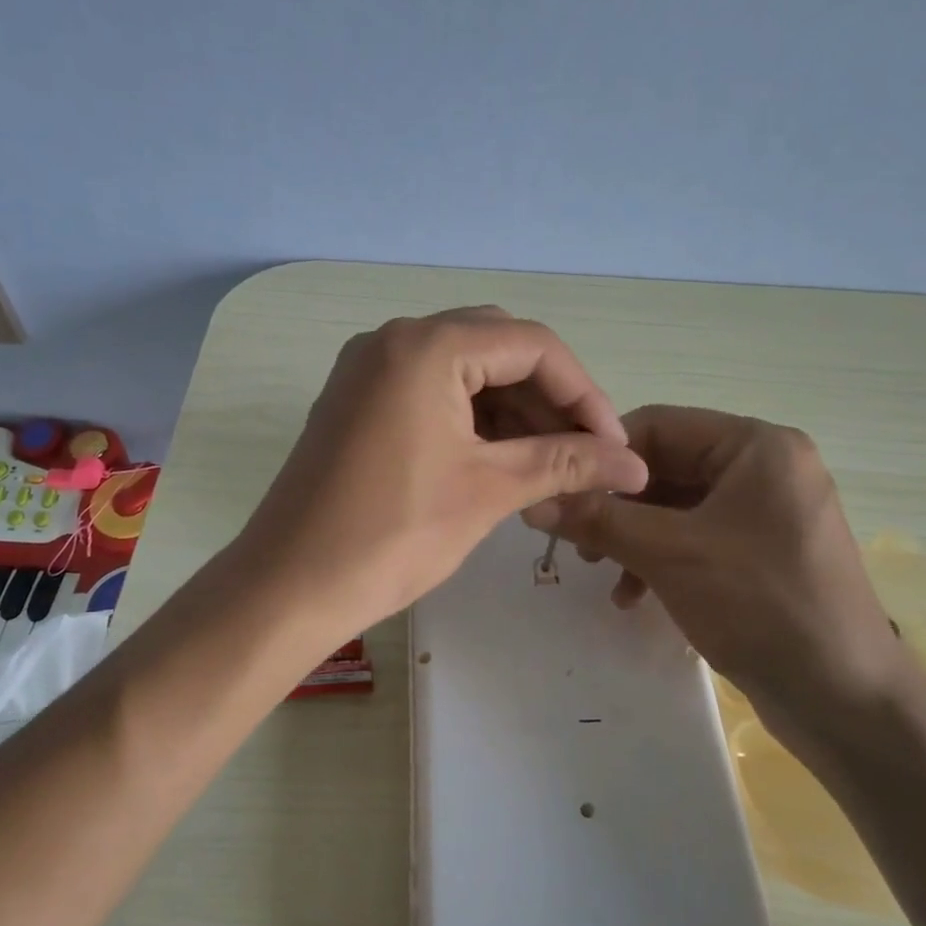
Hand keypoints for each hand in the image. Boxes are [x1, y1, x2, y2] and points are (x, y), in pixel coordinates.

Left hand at [236, 308, 648, 644]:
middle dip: (549, 399)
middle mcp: (394, 339)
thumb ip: (566, 463)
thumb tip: (635, 465)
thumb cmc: (393, 535)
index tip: (613, 447)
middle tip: (584, 454)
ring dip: (512, 411)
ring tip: (549, 466)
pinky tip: (500, 461)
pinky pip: (429, 391)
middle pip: (498, 348)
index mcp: (428, 346)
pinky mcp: (356, 400)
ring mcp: (368, 368)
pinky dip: (471, 419)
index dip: (585, 394)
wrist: (289, 586)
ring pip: (464, 371)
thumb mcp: (489, 491)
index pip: (533, 345)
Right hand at [522, 406, 918, 760]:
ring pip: (677, 506)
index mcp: (757, 446)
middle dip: (617, 504)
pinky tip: (635, 595)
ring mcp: (767, 512)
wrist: (845, 700)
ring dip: (633, 535)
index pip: (658, 425)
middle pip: (666, 467)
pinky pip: (697, 537)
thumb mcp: (669, 555)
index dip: (603, 457)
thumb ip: (598, 521)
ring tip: (600, 570)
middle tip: (577, 540)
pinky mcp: (763, 552)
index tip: (561, 492)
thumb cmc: (761, 606)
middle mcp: (765, 468)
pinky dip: (661, 557)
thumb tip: (533, 499)